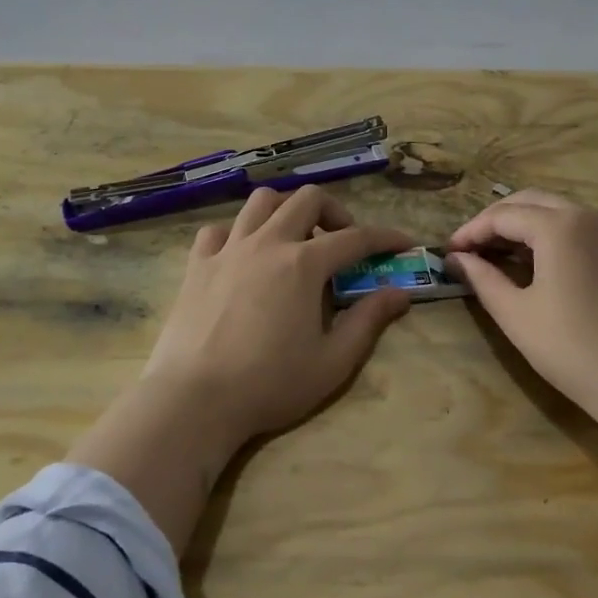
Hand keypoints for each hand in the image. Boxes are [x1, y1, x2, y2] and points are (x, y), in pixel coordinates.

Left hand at [137, 185, 415, 448]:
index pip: (355, 237)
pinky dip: (238, 233)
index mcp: (304, 264)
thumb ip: (368, 321)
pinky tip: (243, 256)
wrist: (194, 399)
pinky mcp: (197, 264)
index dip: (385, 237)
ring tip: (294, 239)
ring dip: (286, 210)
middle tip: (342, 243)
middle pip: (307, 199)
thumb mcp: (333, 362)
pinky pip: (219, 229)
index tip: (402, 243)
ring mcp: (228, 249)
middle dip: (335, 212)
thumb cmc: (269, 385)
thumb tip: (399, 294)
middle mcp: (267, 243)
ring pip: (261, 201)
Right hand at [446, 190, 597, 431]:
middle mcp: (589, 216)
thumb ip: (482, 278)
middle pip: (530, 202)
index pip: (502, 215)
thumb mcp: (516, 314)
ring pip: (557, 211)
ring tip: (496, 254)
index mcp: (560, 226)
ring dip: (523, 224)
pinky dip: (550, 234)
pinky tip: (535, 262)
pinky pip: (579, 227)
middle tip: (469, 248)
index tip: (447, 252)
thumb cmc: (573, 350)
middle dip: (495, 220)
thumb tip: (457, 258)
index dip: (470, 231)